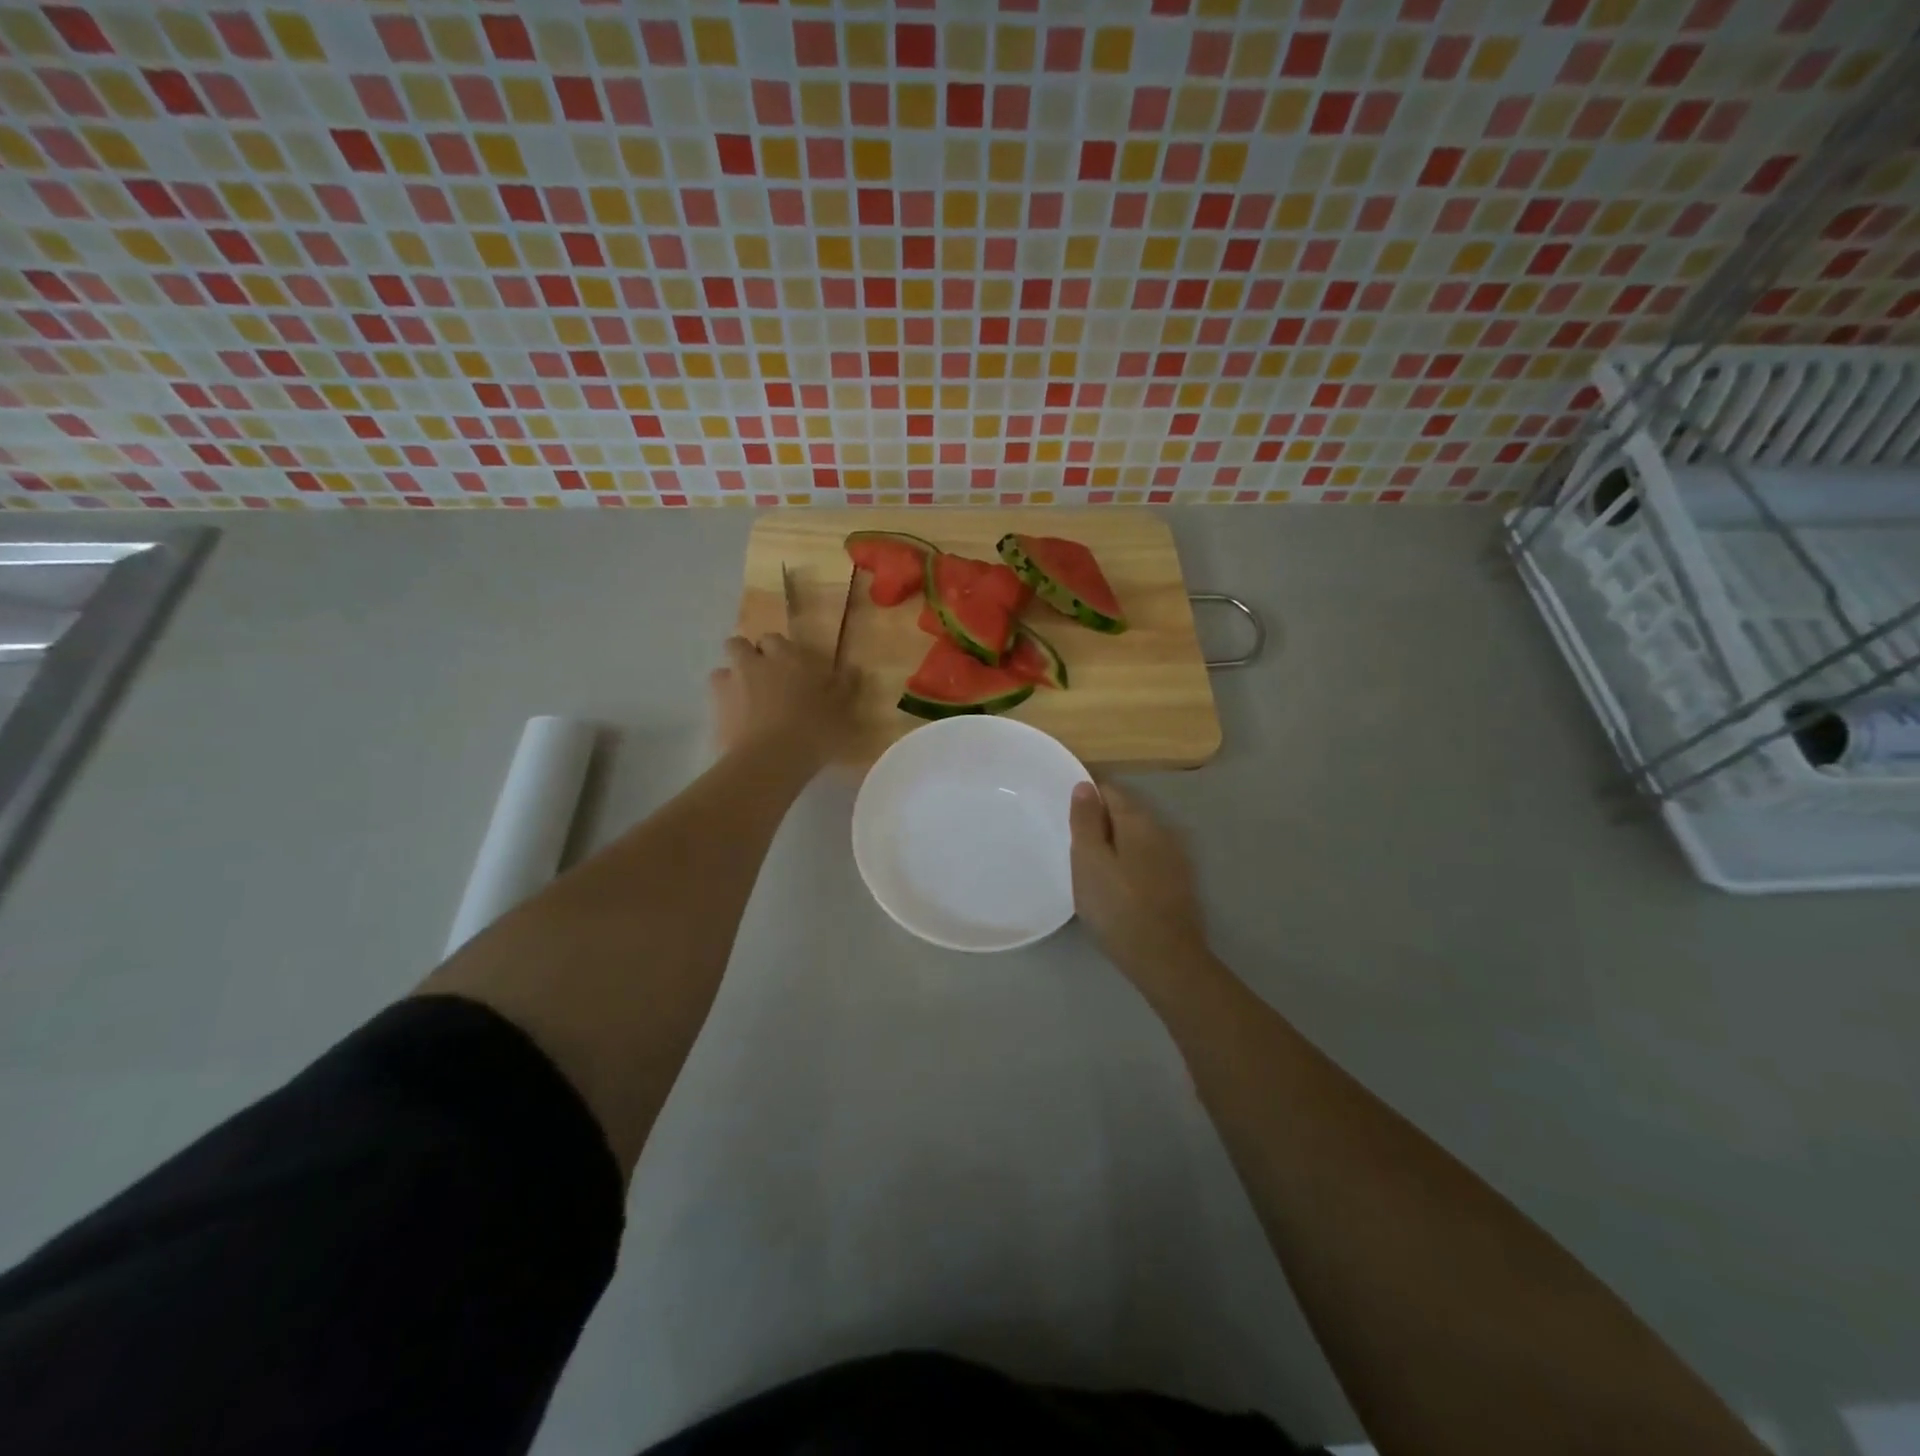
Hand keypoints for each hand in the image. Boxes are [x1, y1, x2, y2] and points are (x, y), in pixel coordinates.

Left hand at [710, 633, 860, 764]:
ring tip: (746, 702)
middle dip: (747, 656)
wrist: (770, 761)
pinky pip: (716, 702)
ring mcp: (729, 686)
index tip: (790, 668)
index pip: (773, 639)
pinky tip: (738, 725)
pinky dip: (725, 708)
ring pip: (722, 672)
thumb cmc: (813, 730)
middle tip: (763, 679)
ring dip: (731, 681)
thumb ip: (845, 686)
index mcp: (786, 657)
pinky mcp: (714, 712)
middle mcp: (753, 664)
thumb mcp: (841, 710)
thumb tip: (852, 669)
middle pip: (738, 645)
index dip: (778, 651)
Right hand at [1069, 780, 1210, 995]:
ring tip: (1091, 870)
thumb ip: (1085, 821)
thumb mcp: (1088, 861)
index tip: (1066, 819)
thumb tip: (1084, 786)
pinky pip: (1146, 861)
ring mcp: (1174, 858)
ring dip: (1115, 846)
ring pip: (1136, 839)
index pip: (1109, 791)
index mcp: (1138, 821)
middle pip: (1124, 814)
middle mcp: (1161, 831)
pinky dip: (1129, 865)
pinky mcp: (1178, 884)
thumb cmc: (1117, 906)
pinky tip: (1116, 888)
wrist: (1165, 959)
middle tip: (1074, 848)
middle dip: (1100, 824)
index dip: (1086, 799)